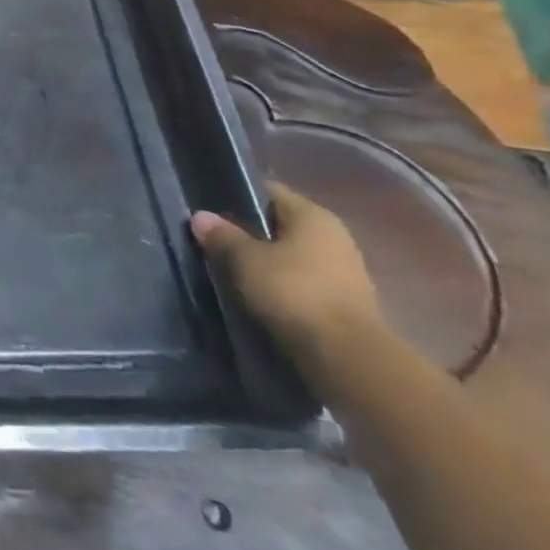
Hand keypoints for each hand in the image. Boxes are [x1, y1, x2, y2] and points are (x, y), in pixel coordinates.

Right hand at [191, 183, 382, 360]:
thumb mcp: (245, 260)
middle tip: (215, 242)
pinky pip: (303, 283)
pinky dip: (282, 286)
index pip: (268, 191)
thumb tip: (201, 216)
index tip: (210, 208)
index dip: (237, 195)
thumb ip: (222, 235)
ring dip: (266, 262)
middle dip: (249, 232)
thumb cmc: (295, 292)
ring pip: (292, 256)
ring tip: (231, 271)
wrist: (348, 358)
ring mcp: (344, 271)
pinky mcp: (345, 303)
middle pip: (281, 224)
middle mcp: (333, 236)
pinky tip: (258, 296)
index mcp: (313, 215)